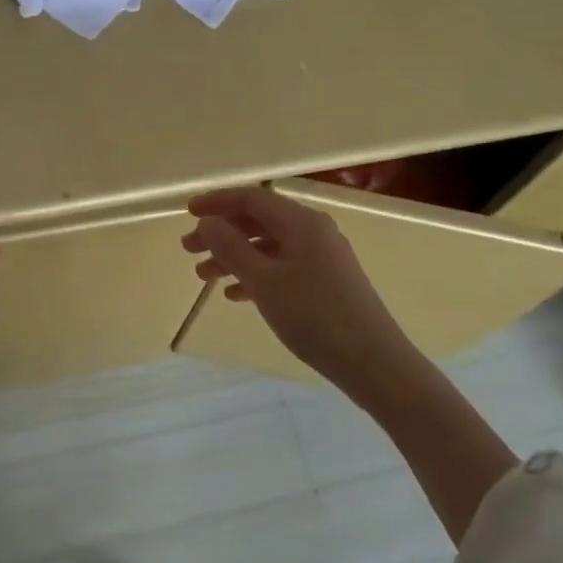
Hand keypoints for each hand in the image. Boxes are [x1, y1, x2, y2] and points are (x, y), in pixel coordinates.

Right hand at [182, 186, 403, 390]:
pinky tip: (236, 295)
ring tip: (205, 277)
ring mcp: (322, 257)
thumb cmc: (315, 316)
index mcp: (301, 222)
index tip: (187, 213)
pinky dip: (256, 275)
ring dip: (235, 256)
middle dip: (221, 233)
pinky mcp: (327, 282)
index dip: (217, 202)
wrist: (375, 364)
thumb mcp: (264, 281)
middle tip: (189, 250)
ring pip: (268, 246)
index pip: (251, 198)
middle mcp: (313, 231)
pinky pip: (283, 267)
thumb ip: (231, 248)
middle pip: (258, 221)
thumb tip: (208, 222)